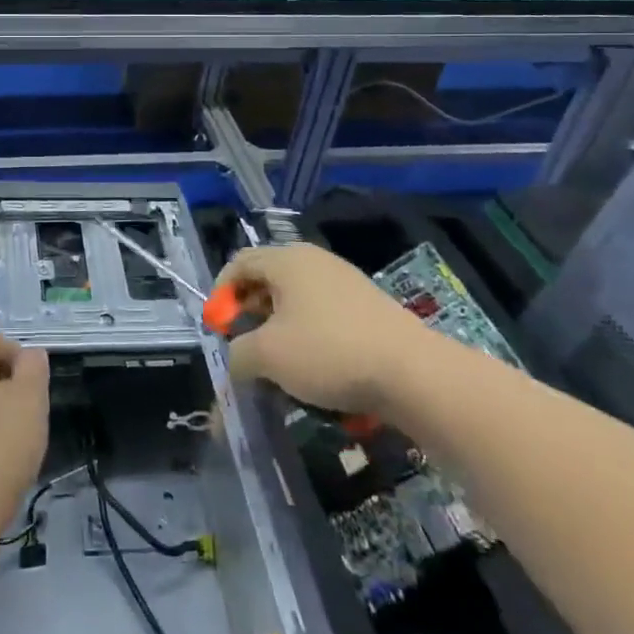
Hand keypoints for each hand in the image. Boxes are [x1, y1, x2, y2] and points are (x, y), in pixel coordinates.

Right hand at [222, 244, 422, 413]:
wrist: (414, 373)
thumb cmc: (329, 352)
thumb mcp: (268, 356)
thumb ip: (239, 354)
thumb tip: (238, 359)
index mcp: (287, 260)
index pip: (239, 263)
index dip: (220, 294)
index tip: (219, 329)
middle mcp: (314, 261)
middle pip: (267, 279)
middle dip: (249, 313)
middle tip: (244, 346)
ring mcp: (345, 282)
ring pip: (296, 300)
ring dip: (278, 329)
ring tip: (278, 364)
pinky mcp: (368, 307)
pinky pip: (323, 314)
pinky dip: (308, 336)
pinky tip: (315, 369)